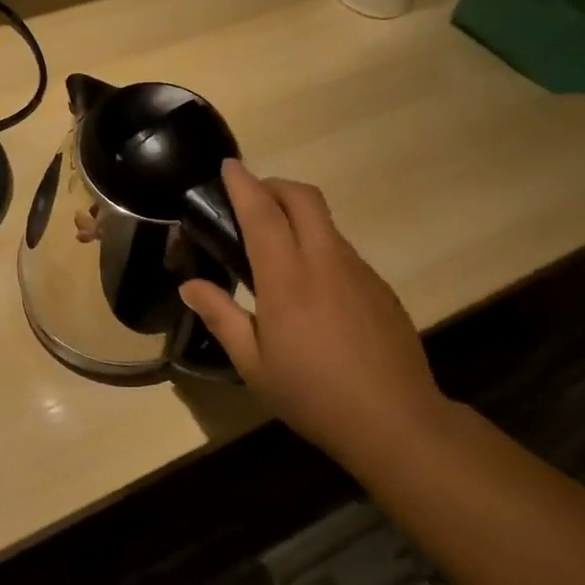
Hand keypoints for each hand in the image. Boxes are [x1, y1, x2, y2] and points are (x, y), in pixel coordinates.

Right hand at [179, 161, 450, 464]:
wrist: (394, 420)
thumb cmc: (312, 395)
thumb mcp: (253, 365)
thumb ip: (221, 317)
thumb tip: (189, 285)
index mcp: (287, 279)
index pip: (262, 213)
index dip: (243, 184)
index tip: (229, 165)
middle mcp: (325, 261)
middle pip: (303, 198)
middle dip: (274, 185)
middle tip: (251, 197)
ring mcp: (359, 271)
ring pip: (325, 222)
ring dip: (298, 214)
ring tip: (276, 245)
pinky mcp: (380, 287)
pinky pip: (343, 250)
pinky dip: (319, 245)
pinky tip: (311, 287)